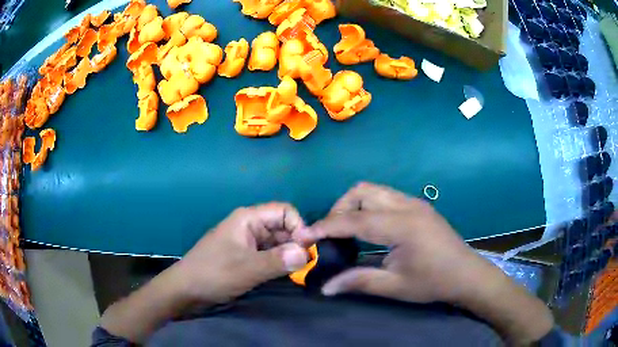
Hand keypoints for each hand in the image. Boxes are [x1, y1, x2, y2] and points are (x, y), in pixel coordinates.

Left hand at [172, 203, 308, 304]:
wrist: (186, 290)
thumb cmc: (213, 273)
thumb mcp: (247, 268)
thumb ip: (278, 261)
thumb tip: (308, 254)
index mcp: (248, 219)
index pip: (284, 212)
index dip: (299, 227)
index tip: (307, 250)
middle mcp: (250, 226)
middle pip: (283, 227)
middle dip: (297, 243)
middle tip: (308, 265)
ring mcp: (248, 242)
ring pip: (278, 242)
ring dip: (290, 255)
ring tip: (302, 271)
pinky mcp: (247, 257)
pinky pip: (270, 255)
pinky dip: (280, 263)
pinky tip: (288, 274)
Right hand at [296, 182, 485, 302]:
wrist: (467, 274)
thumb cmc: (433, 282)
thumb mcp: (395, 286)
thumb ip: (358, 281)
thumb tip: (325, 288)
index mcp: (402, 226)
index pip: (354, 219)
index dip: (326, 226)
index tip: (305, 235)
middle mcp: (407, 206)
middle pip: (362, 191)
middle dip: (340, 209)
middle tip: (332, 235)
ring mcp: (414, 202)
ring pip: (373, 190)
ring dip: (354, 205)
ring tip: (347, 231)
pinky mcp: (418, 205)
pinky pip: (385, 196)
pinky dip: (369, 206)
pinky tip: (370, 228)